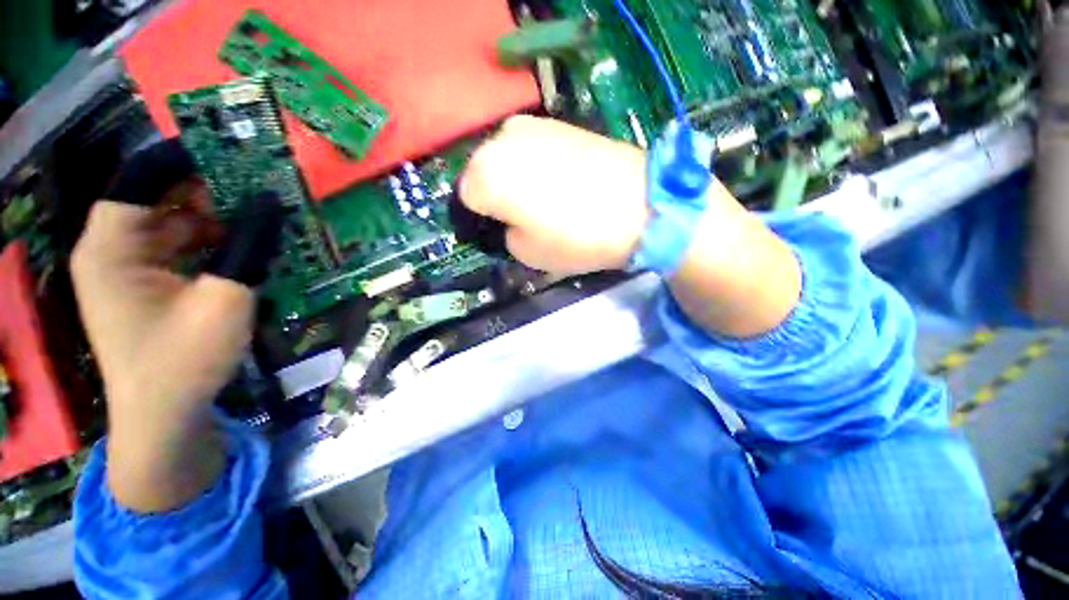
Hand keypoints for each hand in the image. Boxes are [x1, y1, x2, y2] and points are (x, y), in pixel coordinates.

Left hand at [71, 140, 280, 511]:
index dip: (183, 158)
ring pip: (173, 224)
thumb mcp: (225, 299)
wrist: (165, 417)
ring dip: (216, 217)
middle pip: (159, 198)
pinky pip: (181, 249)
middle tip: (262, 183)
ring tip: (264, 211)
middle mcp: (113, 249)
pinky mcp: (149, 288)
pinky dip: (213, 242)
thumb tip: (273, 202)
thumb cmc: (184, 359)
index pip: (139, 178)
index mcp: (111, 246)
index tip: (234, 151)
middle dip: (209, 188)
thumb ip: (249, 246)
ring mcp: (130, 270)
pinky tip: (249, 243)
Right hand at [460, 115, 649, 274]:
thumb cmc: (577, 237)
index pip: (466, 199)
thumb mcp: (528, 254)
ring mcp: (532, 124)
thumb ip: (505, 233)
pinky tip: (564, 180)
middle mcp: (501, 139)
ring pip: (508, 159)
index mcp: (486, 175)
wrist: (640, 205)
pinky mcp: (559, 121)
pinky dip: (538, 165)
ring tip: (549, 198)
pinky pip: (533, 148)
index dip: (485, 219)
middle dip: (497, 194)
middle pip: (484, 173)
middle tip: (526, 216)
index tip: (506, 230)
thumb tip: (509, 219)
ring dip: (518, 178)